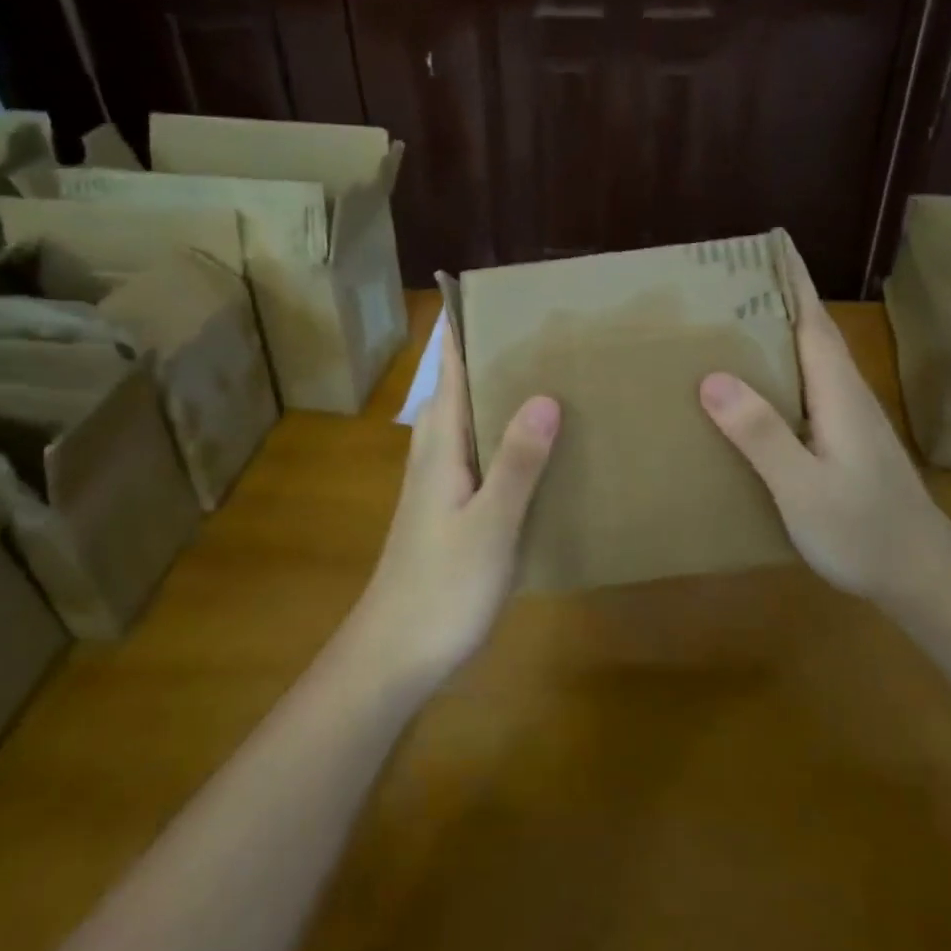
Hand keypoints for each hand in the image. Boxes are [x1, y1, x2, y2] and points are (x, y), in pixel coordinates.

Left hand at [347, 322, 560, 691]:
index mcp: (440, 444)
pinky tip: (542, 444)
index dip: (467, 328)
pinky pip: (482, 452)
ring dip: (504, 393)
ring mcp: (442, 482)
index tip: (500, 295)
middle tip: (549, 329)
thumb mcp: (489, 523)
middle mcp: (437, 452)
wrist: (396, 655)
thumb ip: (517, 461)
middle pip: (462, 386)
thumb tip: (546, 394)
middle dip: (496, 354)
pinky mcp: (452, 507)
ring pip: (473, 419)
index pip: (450, 368)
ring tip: (554, 372)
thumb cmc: (441, 586)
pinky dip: (508, 434)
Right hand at [699, 258, 947, 601]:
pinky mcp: (848, 441)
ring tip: (733, 323)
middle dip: (780, 298)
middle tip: (730, 281)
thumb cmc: (863, 530)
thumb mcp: (802, 487)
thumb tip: (712, 378)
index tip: (772, 244)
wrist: (922, 576)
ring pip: (812, 360)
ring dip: (780, 332)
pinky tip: (756, 388)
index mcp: (838, 392)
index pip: (813, 320)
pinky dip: (783, 370)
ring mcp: (851, 419)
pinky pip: (810, 387)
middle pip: (812, 332)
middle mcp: (848, 394)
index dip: (794, 281)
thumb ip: (761, 433)